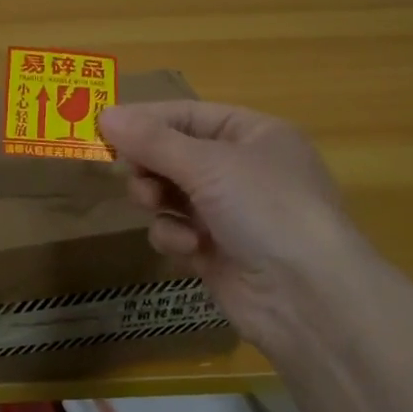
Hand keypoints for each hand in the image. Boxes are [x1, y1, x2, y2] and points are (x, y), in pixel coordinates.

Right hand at [96, 101, 373, 353]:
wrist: (308, 298)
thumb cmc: (265, 209)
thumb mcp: (207, 164)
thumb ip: (152, 140)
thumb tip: (104, 113)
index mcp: (253, 134)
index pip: (188, 114)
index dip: (147, 119)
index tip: (104, 127)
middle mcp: (242, 169)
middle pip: (174, 154)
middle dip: (150, 165)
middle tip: (131, 172)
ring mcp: (230, 213)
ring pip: (169, 194)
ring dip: (158, 200)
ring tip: (155, 205)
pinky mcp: (217, 251)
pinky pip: (176, 231)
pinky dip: (175, 236)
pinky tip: (189, 248)